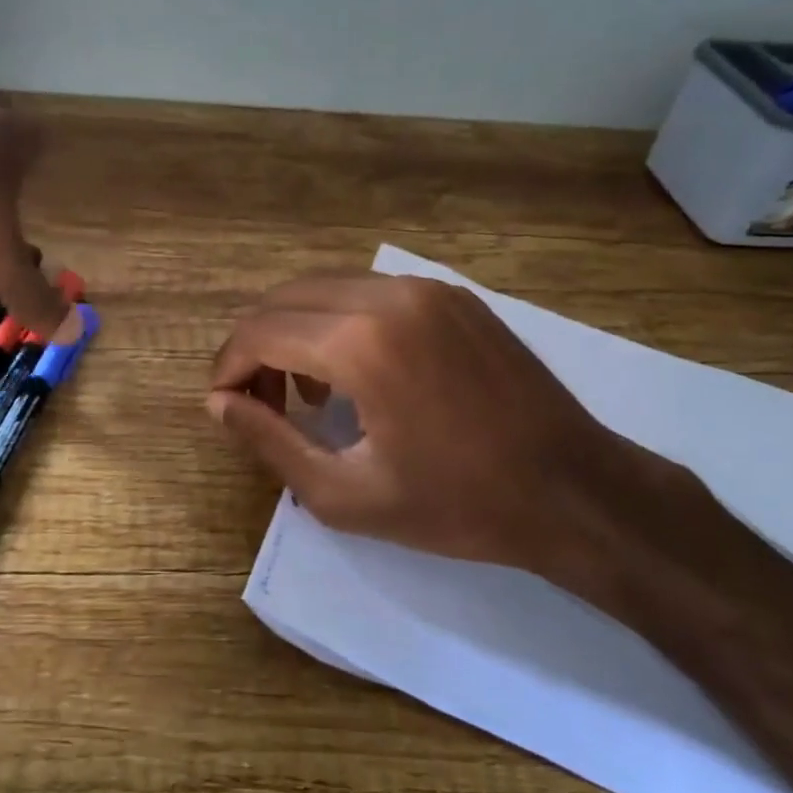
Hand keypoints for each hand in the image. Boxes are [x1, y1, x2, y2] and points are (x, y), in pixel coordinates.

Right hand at [207, 273, 690, 597]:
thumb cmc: (456, 504)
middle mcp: (388, 295)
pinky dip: (339, 321)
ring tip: (308, 394)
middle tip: (261, 404)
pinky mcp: (452, 294)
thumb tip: (219, 403)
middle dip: (256, 347)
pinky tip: (355, 371)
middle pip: (284, 299)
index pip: (259, 332)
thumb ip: (269, 442)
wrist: (573, 489)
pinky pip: (369, 292)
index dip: (229, 367)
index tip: (224, 405)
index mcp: (360, 343)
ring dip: (295, 331)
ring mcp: (425, 288)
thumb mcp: (344, 495)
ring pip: (325, 288)